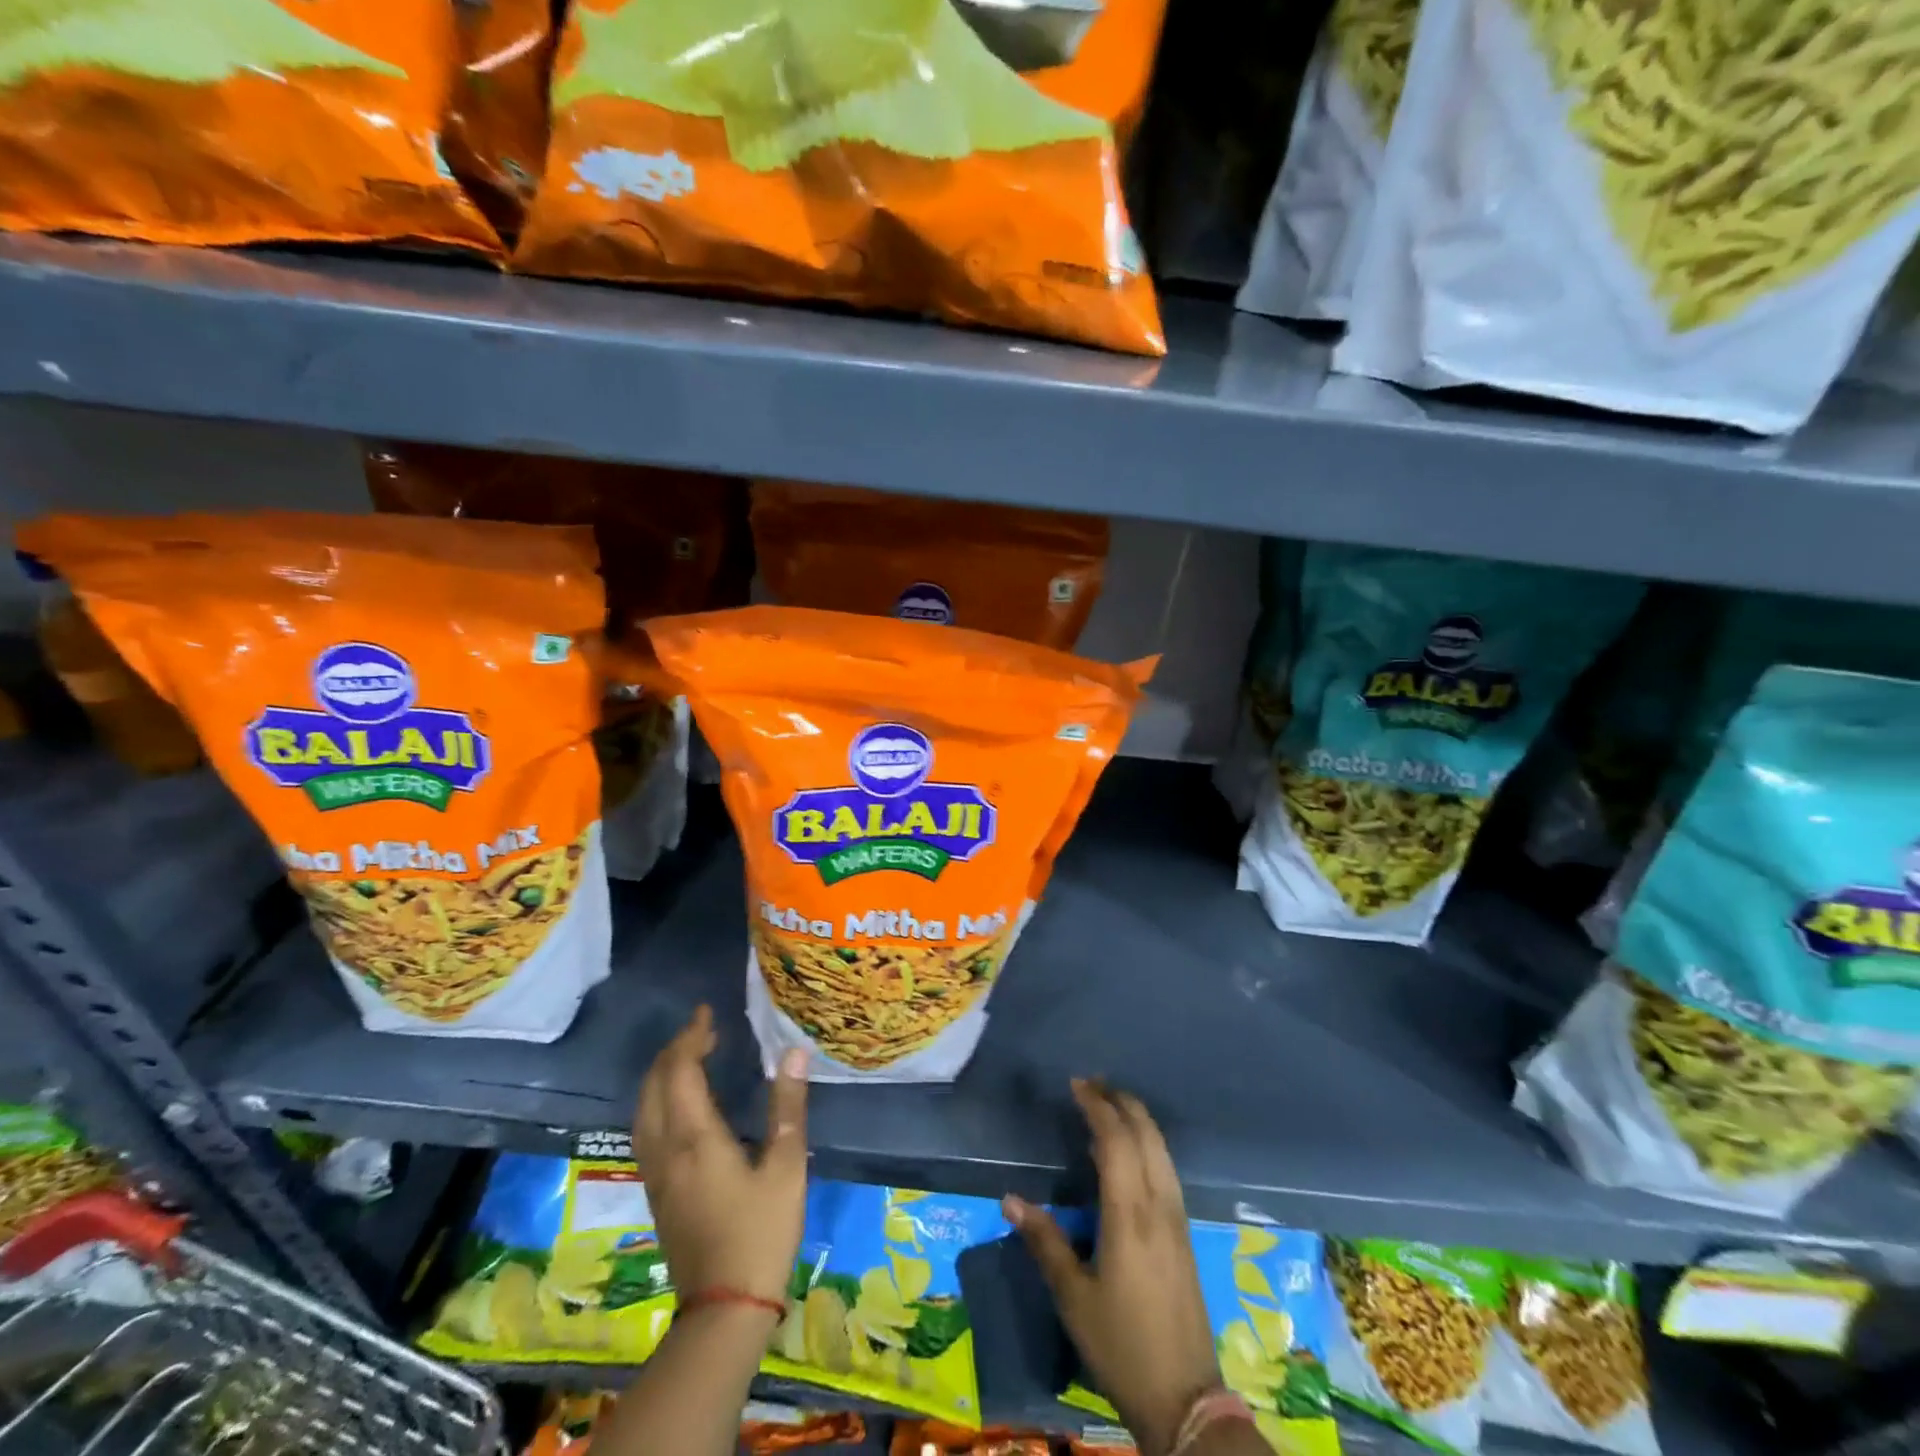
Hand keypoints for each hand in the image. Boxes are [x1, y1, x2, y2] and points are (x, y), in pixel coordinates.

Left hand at [632, 1005, 808, 1306]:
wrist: (724, 1308)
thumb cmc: (760, 1232)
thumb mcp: (786, 1166)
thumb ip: (788, 1106)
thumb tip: (794, 1053)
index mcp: (695, 1136)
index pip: (680, 1070)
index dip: (691, 1036)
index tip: (708, 1013)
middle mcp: (665, 1148)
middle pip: (654, 1084)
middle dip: (673, 1050)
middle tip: (703, 1030)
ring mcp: (655, 1172)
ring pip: (643, 1108)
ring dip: (662, 1074)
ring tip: (691, 1057)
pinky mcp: (655, 1191)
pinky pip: (645, 1128)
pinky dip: (657, 1100)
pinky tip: (679, 1104)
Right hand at [1004, 1080, 1218, 1455]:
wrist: (1185, 1398)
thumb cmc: (1121, 1344)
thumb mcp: (1073, 1296)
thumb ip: (1044, 1241)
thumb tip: (1010, 1199)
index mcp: (1130, 1214)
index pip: (1116, 1140)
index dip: (1097, 1106)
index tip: (1076, 1085)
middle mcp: (1159, 1204)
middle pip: (1146, 1134)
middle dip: (1120, 1101)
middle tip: (1091, 1085)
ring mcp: (1177, 1218)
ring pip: (1161, 1149)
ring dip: (1136, 1120)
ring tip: (1107, 1107)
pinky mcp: (1185, 1233)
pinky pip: (1166, 1168)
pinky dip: (1146, 1145)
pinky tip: (1126, 1156)